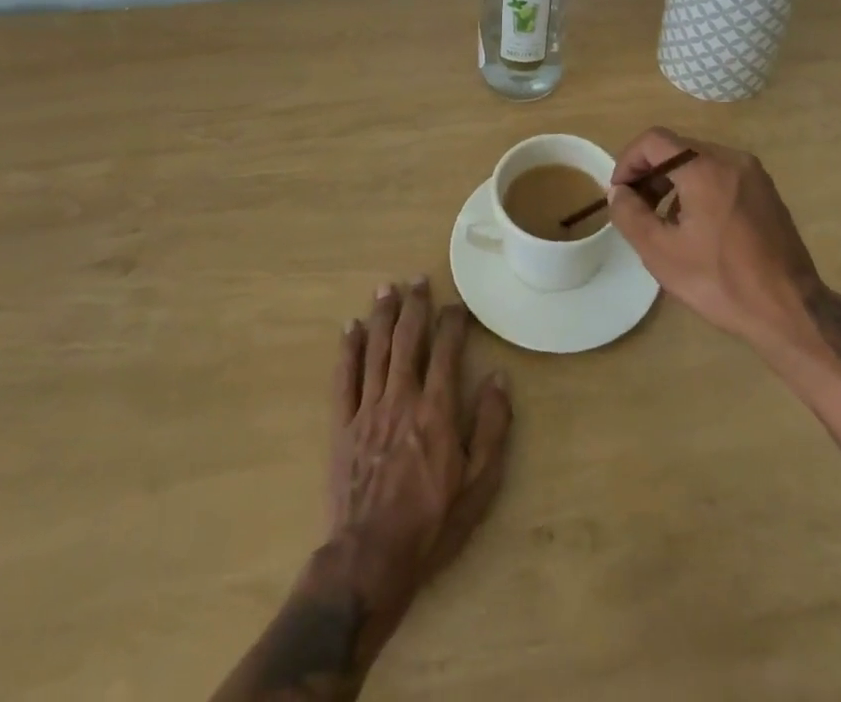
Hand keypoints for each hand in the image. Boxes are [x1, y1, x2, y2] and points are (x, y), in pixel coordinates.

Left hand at [326, 278, 511, 648]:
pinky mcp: (342, 426)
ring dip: (382, 316)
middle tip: (418, 279)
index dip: (453, 323)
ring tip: (386, 288)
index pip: (447, 351)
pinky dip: (348, 350)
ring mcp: (368, 410)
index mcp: (437, 410)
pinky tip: (351, 328)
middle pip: (408, 340)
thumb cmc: (432, 524)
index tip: (457, 305)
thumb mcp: (479, 484)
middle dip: (415, 306)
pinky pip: (344, 379)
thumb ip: (492, 428)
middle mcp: (402, 398)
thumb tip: (498, 379)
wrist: (370, 560)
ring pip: (376, 350)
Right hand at [606, 128, 820, 345]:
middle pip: (677, 148)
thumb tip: (619, 193)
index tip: (620, 194)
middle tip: (637, 209)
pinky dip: (699, 188)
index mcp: (705, 168)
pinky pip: (721, 175)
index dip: (628, 162)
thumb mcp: (662, 253)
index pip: (654, 141)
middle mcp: (731, 159)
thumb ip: (630, 215)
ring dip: (673, 182)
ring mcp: (753, 173)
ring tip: (663, 221)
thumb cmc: (721, 281)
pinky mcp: (765, 191)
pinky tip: (696, 227)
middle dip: (650, 173)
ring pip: (699, 161)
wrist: (790, 310)